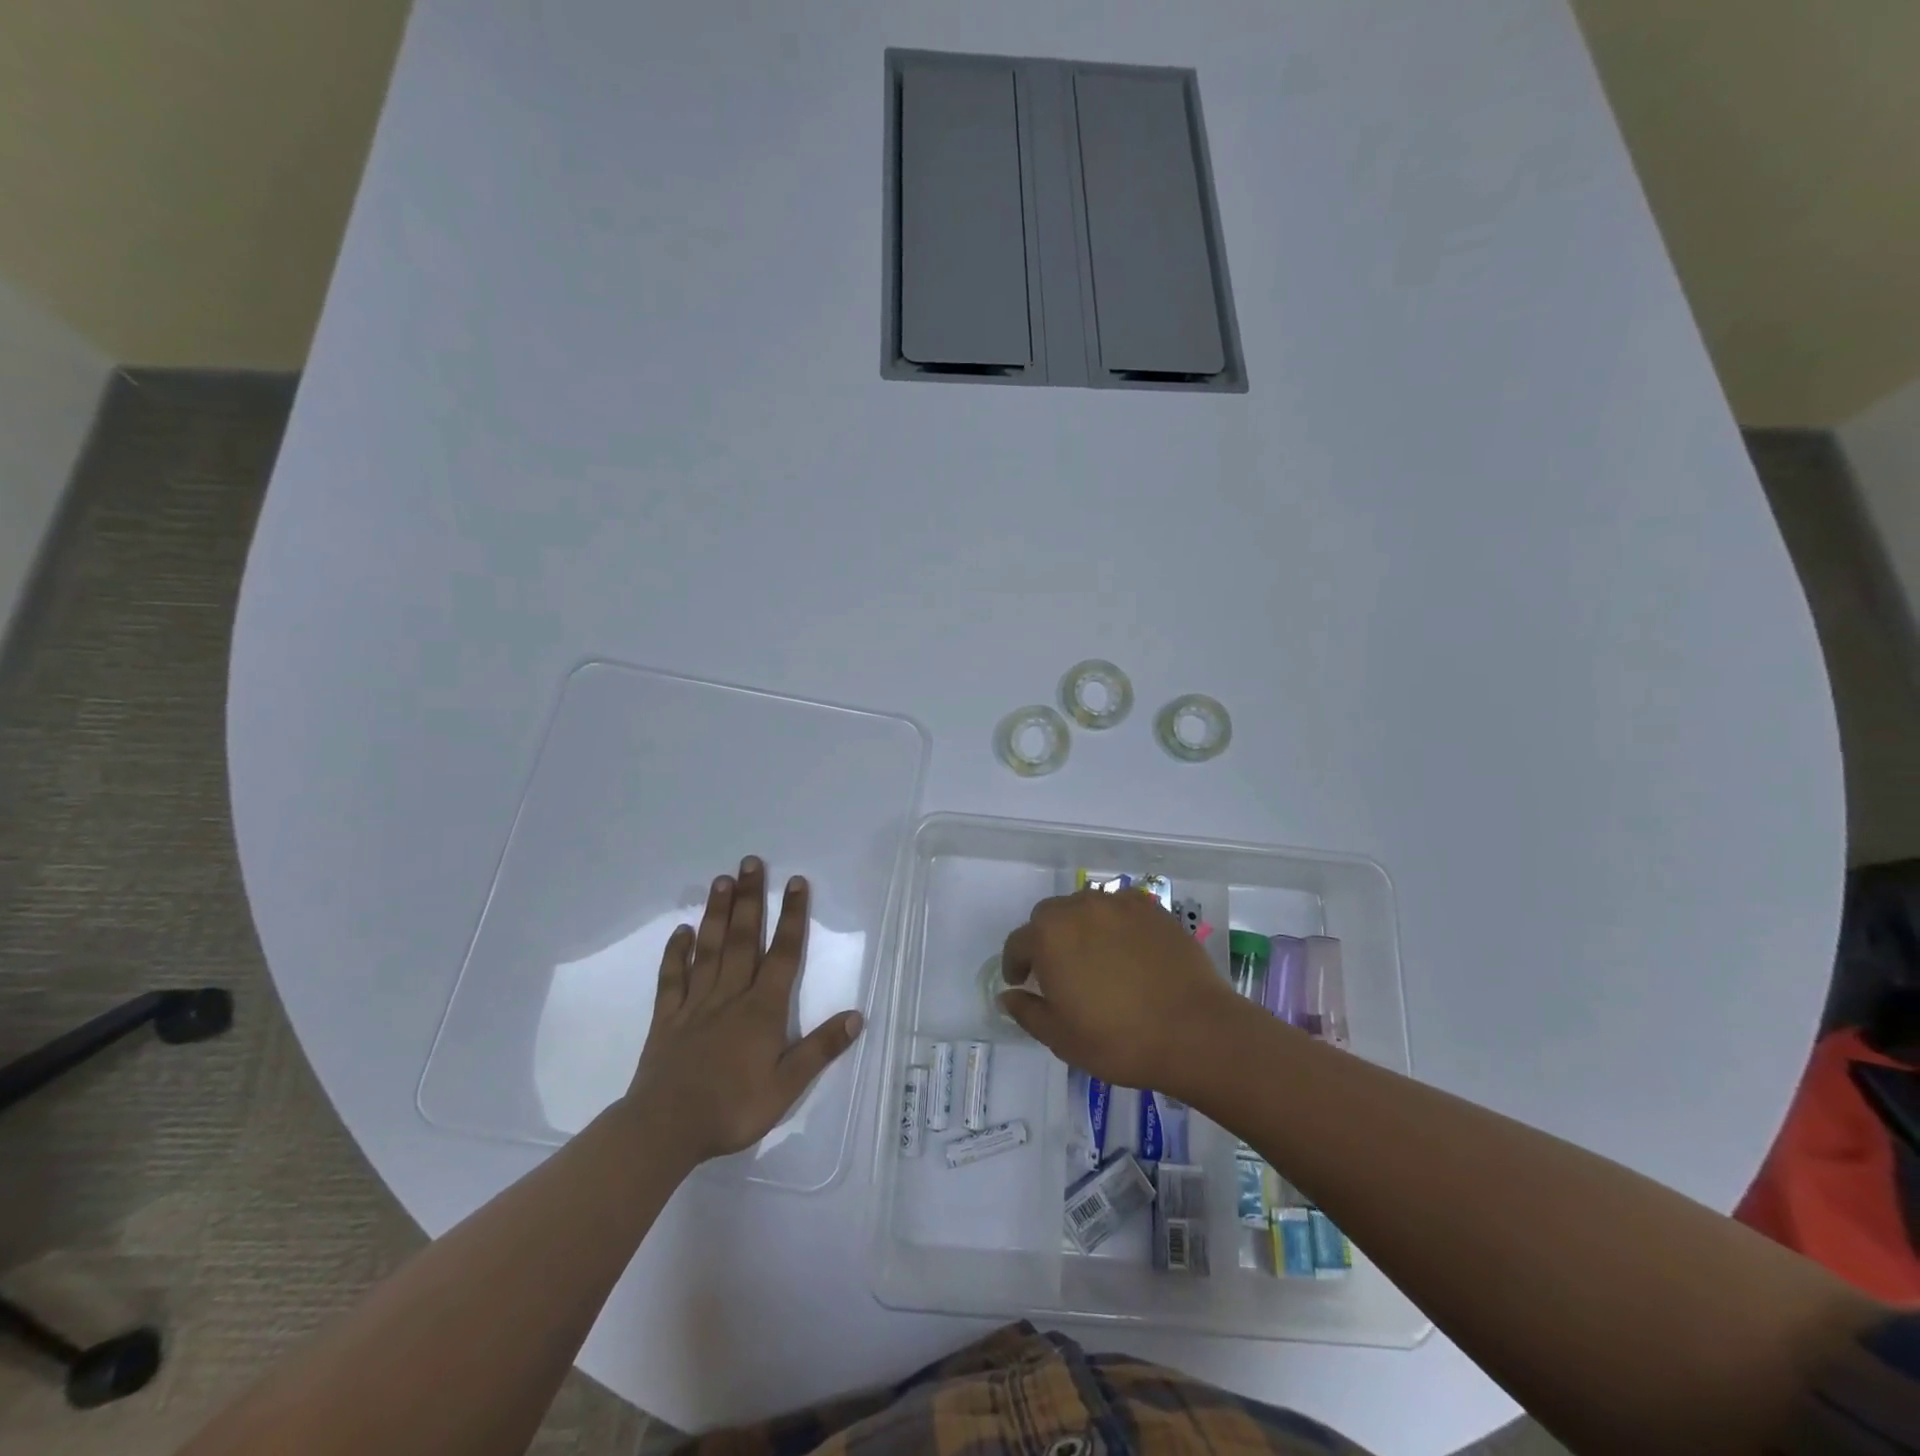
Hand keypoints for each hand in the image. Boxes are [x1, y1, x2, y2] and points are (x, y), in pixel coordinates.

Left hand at [624, 857, 862, 1165]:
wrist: (665, 1130)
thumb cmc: (732, 1109)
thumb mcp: (786, 1087)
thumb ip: (820, 1049)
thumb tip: (857, 1015)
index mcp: (762, 1010)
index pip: (783, 955)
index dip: (792, 917)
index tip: (796, 882)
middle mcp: (730, 996)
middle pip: (744, 939)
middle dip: (751, 899)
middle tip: (752, 862)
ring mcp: (695, 1004)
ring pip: (709, 950)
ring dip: (717, 914)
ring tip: (722, 880)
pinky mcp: (667, 1018)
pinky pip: (672, 978)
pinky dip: (676, 952)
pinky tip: (681, 931)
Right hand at [997, 888, 1241, 1092]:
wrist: (1194, 1031)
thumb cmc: (1118, 1040)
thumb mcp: (1061, 1037)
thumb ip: (1027, 1012)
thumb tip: (1008, 996)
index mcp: (1049, 937)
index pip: (1018, 942)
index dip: (1015, 963)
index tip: (1021, 982)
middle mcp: (1079, 908)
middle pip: (1049, 915)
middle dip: (1046, 939)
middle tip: (1057, 970)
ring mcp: (1119, 904)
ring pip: (1085, 906)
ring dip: (1080, 927)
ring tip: (1094, 957)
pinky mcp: (1153, 909)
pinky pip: (1121, 908)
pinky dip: (1115, 923)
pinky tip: (1127, 950)